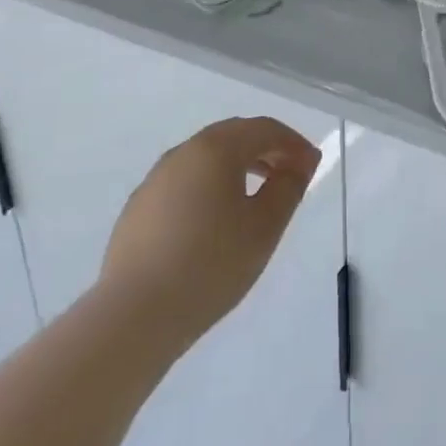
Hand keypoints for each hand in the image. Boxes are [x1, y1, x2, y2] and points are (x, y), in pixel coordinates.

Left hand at [99, 117, 320, 347]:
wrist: (134, 316)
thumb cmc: (211, 265)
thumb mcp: (265, 226)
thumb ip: (289, 186)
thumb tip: (301, 161)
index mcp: (216, 148)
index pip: (264, 129)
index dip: (293, 142)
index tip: (312, 165)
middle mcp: (183, 153)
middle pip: (233, 136)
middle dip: (265, 150)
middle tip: (288, 176)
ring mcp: (155, 180)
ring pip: (206, 159)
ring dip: (237, 167)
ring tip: (255, 198)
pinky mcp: (138, 209)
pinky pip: (184, 183)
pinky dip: (209, 187)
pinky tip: (214, 223)